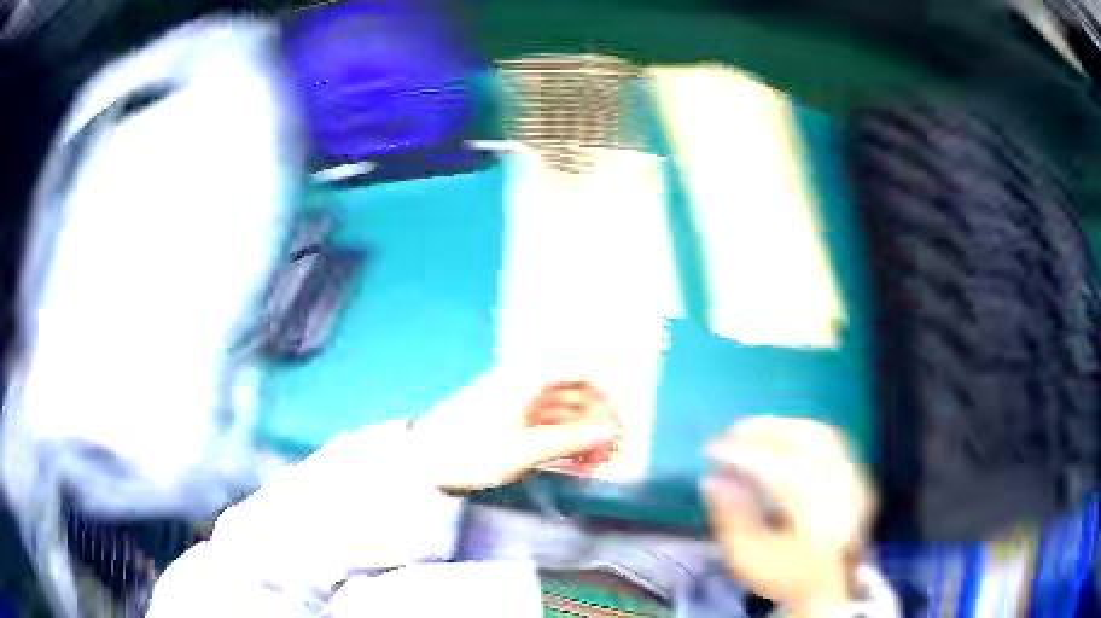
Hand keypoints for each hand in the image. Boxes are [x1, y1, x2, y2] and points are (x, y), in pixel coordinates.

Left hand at [410, 377, 620, 493]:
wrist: (423, 463)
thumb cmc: (470, 450)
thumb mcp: (522, 448)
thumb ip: (569, 439)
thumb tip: (611, 432)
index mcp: (527, 380)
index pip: (579, 374)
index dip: (605, 396)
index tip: (619, 426)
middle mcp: (525, 387)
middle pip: (574, 397)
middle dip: (596, 423)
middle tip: (612, 455)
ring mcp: (517, 407)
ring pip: (563, 417)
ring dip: (582, 439)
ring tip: (595, 468)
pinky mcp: (510, 427)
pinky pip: (547, 431)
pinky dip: (563, 447)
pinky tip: (573, 468)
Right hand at [701, 417, 874, 616]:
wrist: (828, 588)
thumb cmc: (784, 575)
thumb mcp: (748, 559)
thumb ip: (731, 519)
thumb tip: (713, 480)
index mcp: (819, 521)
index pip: (784, 474)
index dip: (746, 456)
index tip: (712, 451)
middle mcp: (846, 495)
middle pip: (812, 445)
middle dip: (768, 431)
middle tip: (733, 430)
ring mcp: (858, 483)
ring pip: (826, 437)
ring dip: (786, 426)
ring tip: (754, 429)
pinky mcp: (860, 477)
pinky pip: (834, 442)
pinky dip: (805, 433)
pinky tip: (784, 436)